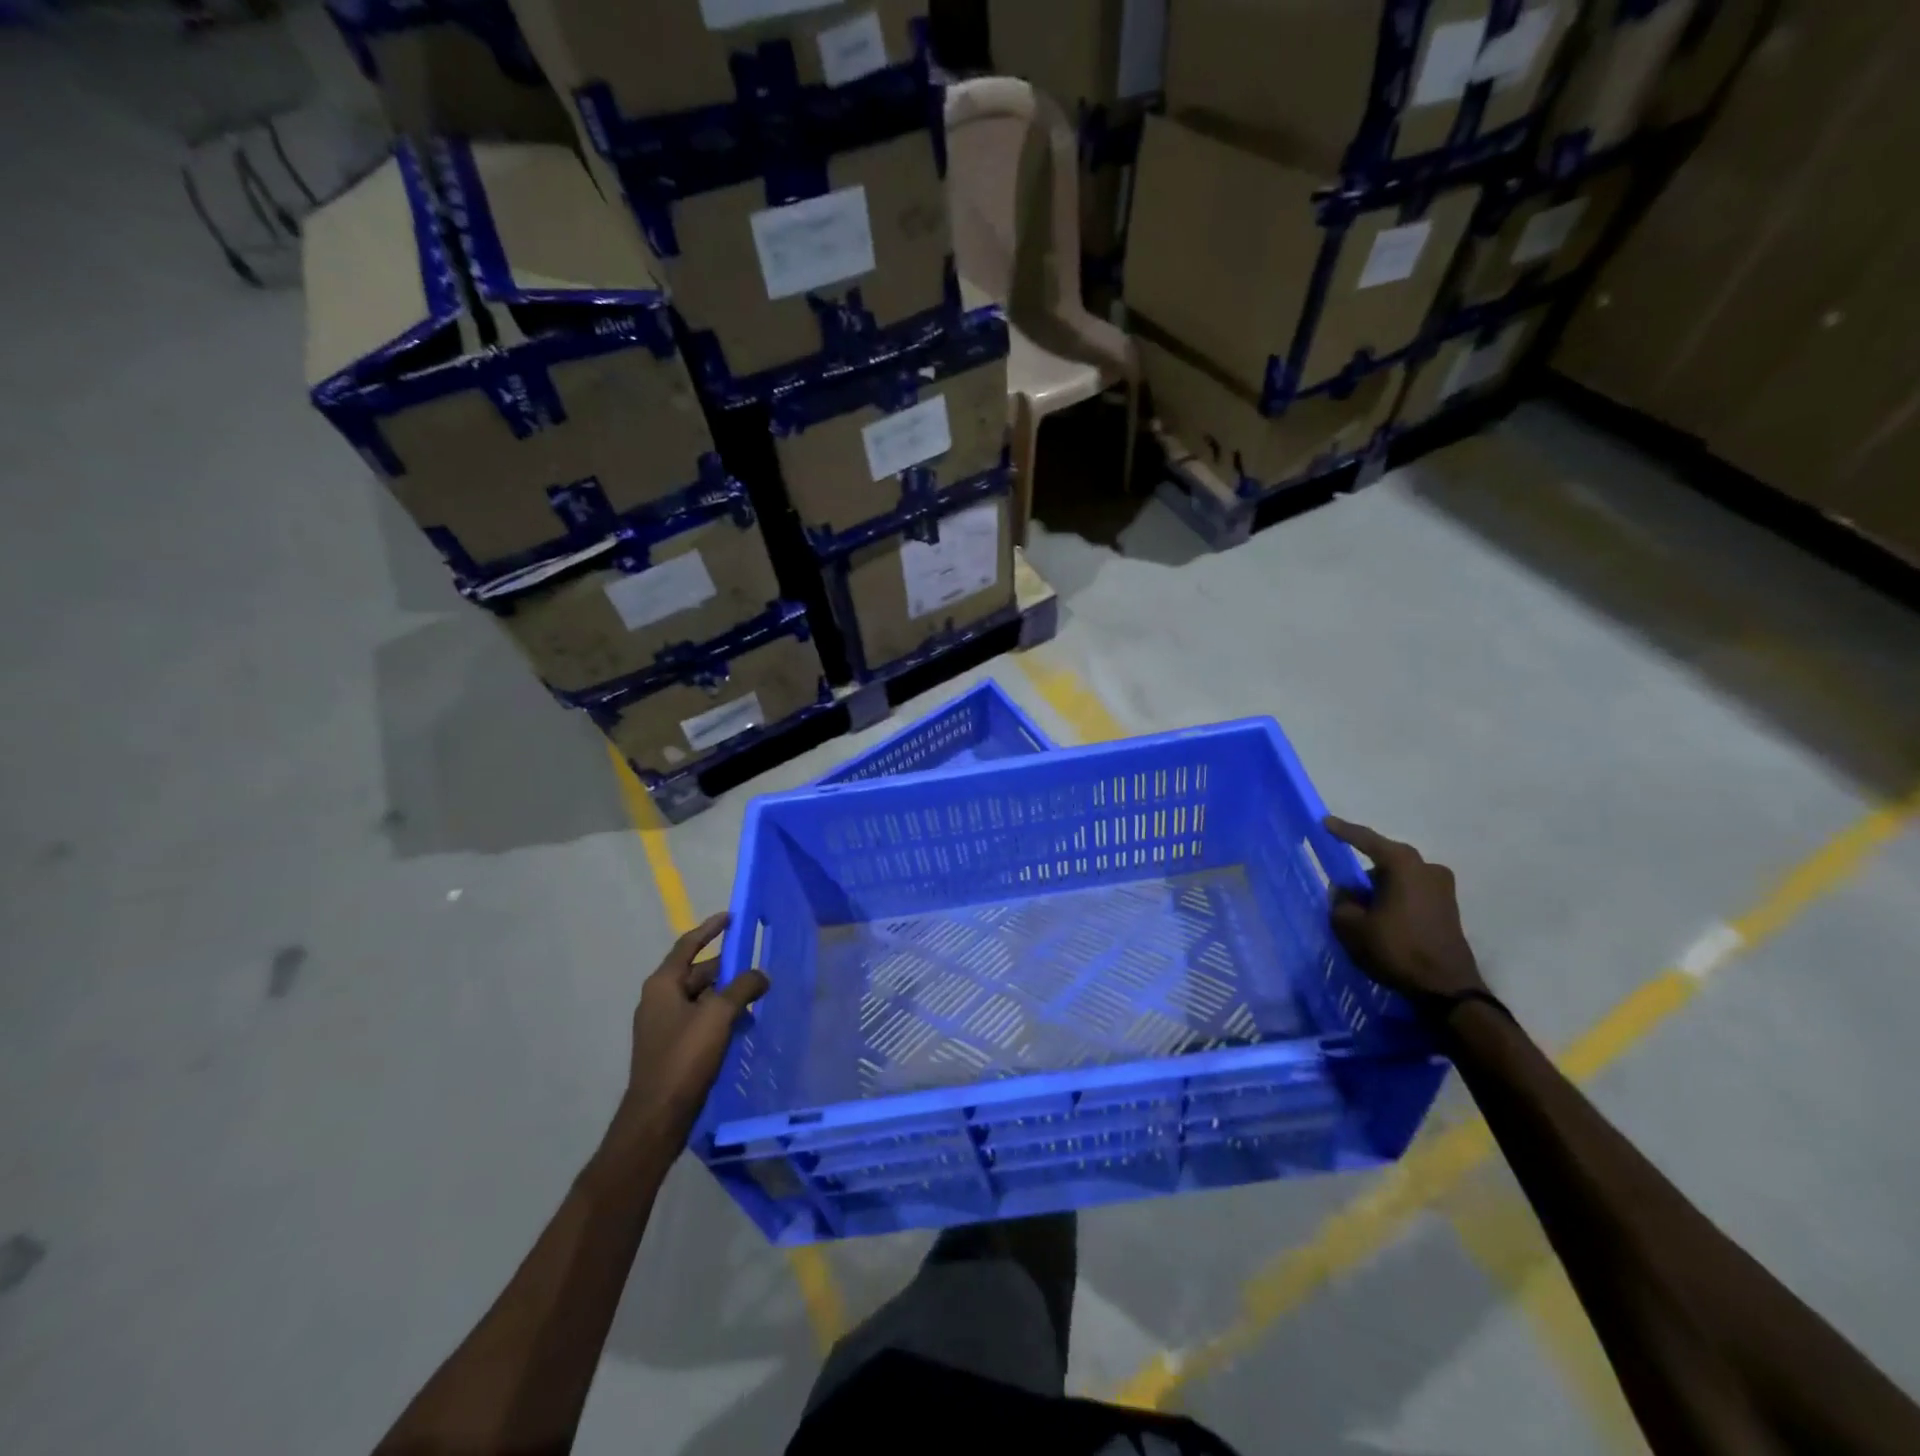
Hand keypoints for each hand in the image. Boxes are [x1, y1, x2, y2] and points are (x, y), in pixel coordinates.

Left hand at [626, 912, 769, 1144]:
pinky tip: (742, 1026)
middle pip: (697, 972)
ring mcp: (663, 1025)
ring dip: (727, 995)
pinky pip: (699, 1020)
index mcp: (662, 984)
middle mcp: (658, 999)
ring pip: (700, 998)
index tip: (731, 917)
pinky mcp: (671, 1048)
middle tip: (756, 966)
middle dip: (727, 968)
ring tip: (756, 997)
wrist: (658, 1116)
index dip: (710, 929)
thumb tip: (761, 975)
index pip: (688, 945)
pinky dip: (720, 1016)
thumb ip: (742, 987)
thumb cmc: (684, 1057)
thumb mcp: (719, 1015)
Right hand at [1325, 817, 1486, 1009]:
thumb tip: (1345, 892)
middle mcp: (1427, 867)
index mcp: (1403, 864)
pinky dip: (1394, 900)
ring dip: (1379, 889)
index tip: (1325, 822)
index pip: (1366, 840)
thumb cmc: (1396, 949)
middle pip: (1384, 861)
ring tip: (1362, 912)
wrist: (1447, 989)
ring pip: (1398, 879)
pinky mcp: (1449, 908)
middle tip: (1343, 890)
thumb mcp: (1352, 926)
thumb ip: (1341, 901)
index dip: (1343, 831)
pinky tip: (1382, 920)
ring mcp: (1443, 888)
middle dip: (1362, 873)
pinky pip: (1411, 893)